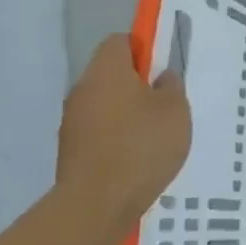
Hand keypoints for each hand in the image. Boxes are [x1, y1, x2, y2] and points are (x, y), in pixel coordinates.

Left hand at [56, 35, 190, 243]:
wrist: (96, 203)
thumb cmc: (142, 145)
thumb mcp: (175, 110)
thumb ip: (171, 86)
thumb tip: (161, 77)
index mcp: (107, 70)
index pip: (120, 41)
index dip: (143, 48)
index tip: (163, 67)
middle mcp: (83, 88)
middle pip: (110, 73)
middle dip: (136, 83)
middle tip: (165, 102)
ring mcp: (72, 120)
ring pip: (104, 103)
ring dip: (125, 111)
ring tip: (153, 134)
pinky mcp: (70, 149)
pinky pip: (98, 130)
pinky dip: (116, 136)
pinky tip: (136, 156)